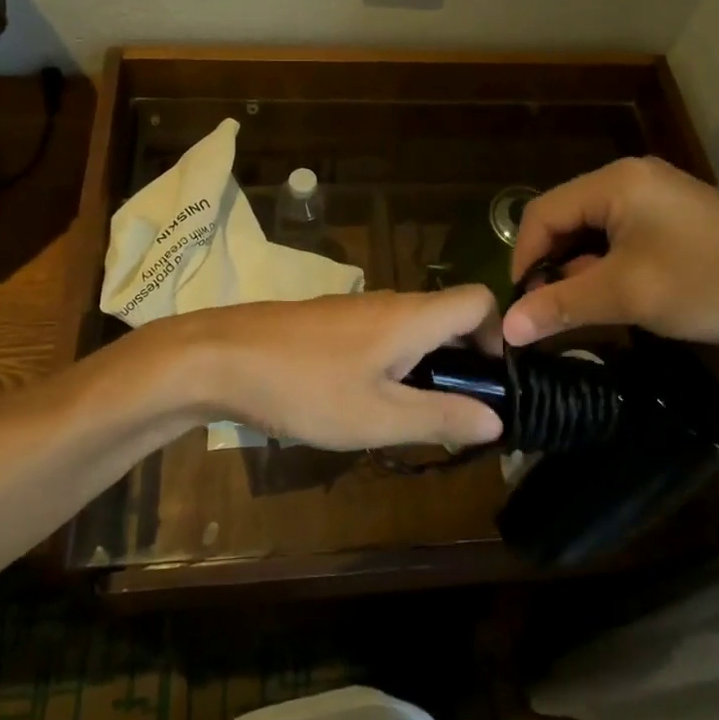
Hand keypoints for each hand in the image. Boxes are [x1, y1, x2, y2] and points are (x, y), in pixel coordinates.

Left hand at [163, 287, 505, 449]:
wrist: (220, 358)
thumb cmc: (305, 387)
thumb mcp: (378, 417)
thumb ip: (441, 417)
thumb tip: (498, 419)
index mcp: (412, 316)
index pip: (479, 300)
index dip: (497, 337)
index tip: (490, 386)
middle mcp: (391, 302)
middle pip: (449, 318)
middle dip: (463, 363)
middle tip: (456, 417)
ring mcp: (356, 309)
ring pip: (413, 329)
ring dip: (427, 368)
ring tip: (410, 418)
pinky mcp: (329, 322)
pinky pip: (381, 335)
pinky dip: (394, 364)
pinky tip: (365, 402)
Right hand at [503, 156, 718, 349]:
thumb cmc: (708, 284)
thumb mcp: (628, 296)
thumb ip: (561, 305)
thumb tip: (507, 328)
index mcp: (615, 182)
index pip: (542, 212)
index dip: (523, 258)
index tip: (521, 306)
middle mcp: (631, 177)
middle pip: (567, 217)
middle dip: (552, 263)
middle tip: (550, 310)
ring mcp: (657, 193)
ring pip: (594, 228)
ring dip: (580, 266)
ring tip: (583, 307)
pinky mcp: (676, 214)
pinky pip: (622, 233)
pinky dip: (609, 263)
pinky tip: (618, 293)